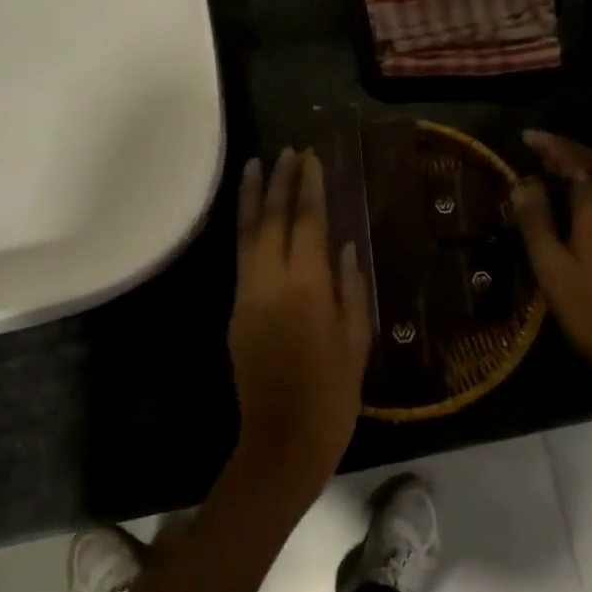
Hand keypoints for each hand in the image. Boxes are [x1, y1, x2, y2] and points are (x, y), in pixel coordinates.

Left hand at [228, 149, 371, 490]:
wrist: (282, 440)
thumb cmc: (333, 392)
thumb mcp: (356, 338)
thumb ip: (350, 285)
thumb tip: (343, 243)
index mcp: (306, 285)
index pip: (306, 221)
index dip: (309, 187)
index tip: (310, 158)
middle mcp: (270, 281)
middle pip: (272, 219)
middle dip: (280, 182)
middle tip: (287, 151)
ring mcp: (247, 295)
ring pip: (247, 234)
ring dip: (254, 198)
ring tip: (257, 166)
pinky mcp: (235, 311)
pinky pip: (242, 257)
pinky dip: (247, 229)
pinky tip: (255, 217)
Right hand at [511, 130, 591, 406]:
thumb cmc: (587, 309)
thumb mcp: (551, 267)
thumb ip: (536, 221)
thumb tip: (522, 183)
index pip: (576, 163)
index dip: (552, 146)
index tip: (526, 137)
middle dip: (567, 151)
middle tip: (537, 148)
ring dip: (578, 168)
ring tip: (547, 168)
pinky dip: (586, 187)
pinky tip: (569, 200)